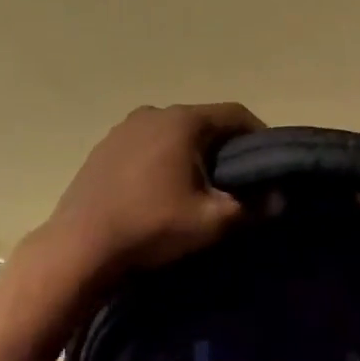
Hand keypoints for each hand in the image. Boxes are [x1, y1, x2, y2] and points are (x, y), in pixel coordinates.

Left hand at [36, 103, 263, 282]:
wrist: (81, 246)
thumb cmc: (152, 227)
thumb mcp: (212, 222)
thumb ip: (253, 207)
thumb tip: (278, 198)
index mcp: (182, 121)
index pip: (235, 114)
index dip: (259, 136)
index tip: (270, 163)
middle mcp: (151, 114)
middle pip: (202, 122)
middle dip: (224, 148)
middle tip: (238, 181)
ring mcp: (121, 130)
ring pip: (171, 135)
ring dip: (190, 155)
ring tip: (199, 188)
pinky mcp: (102, 149)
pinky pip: (145, 147)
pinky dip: (162, 161)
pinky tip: (160, 191)